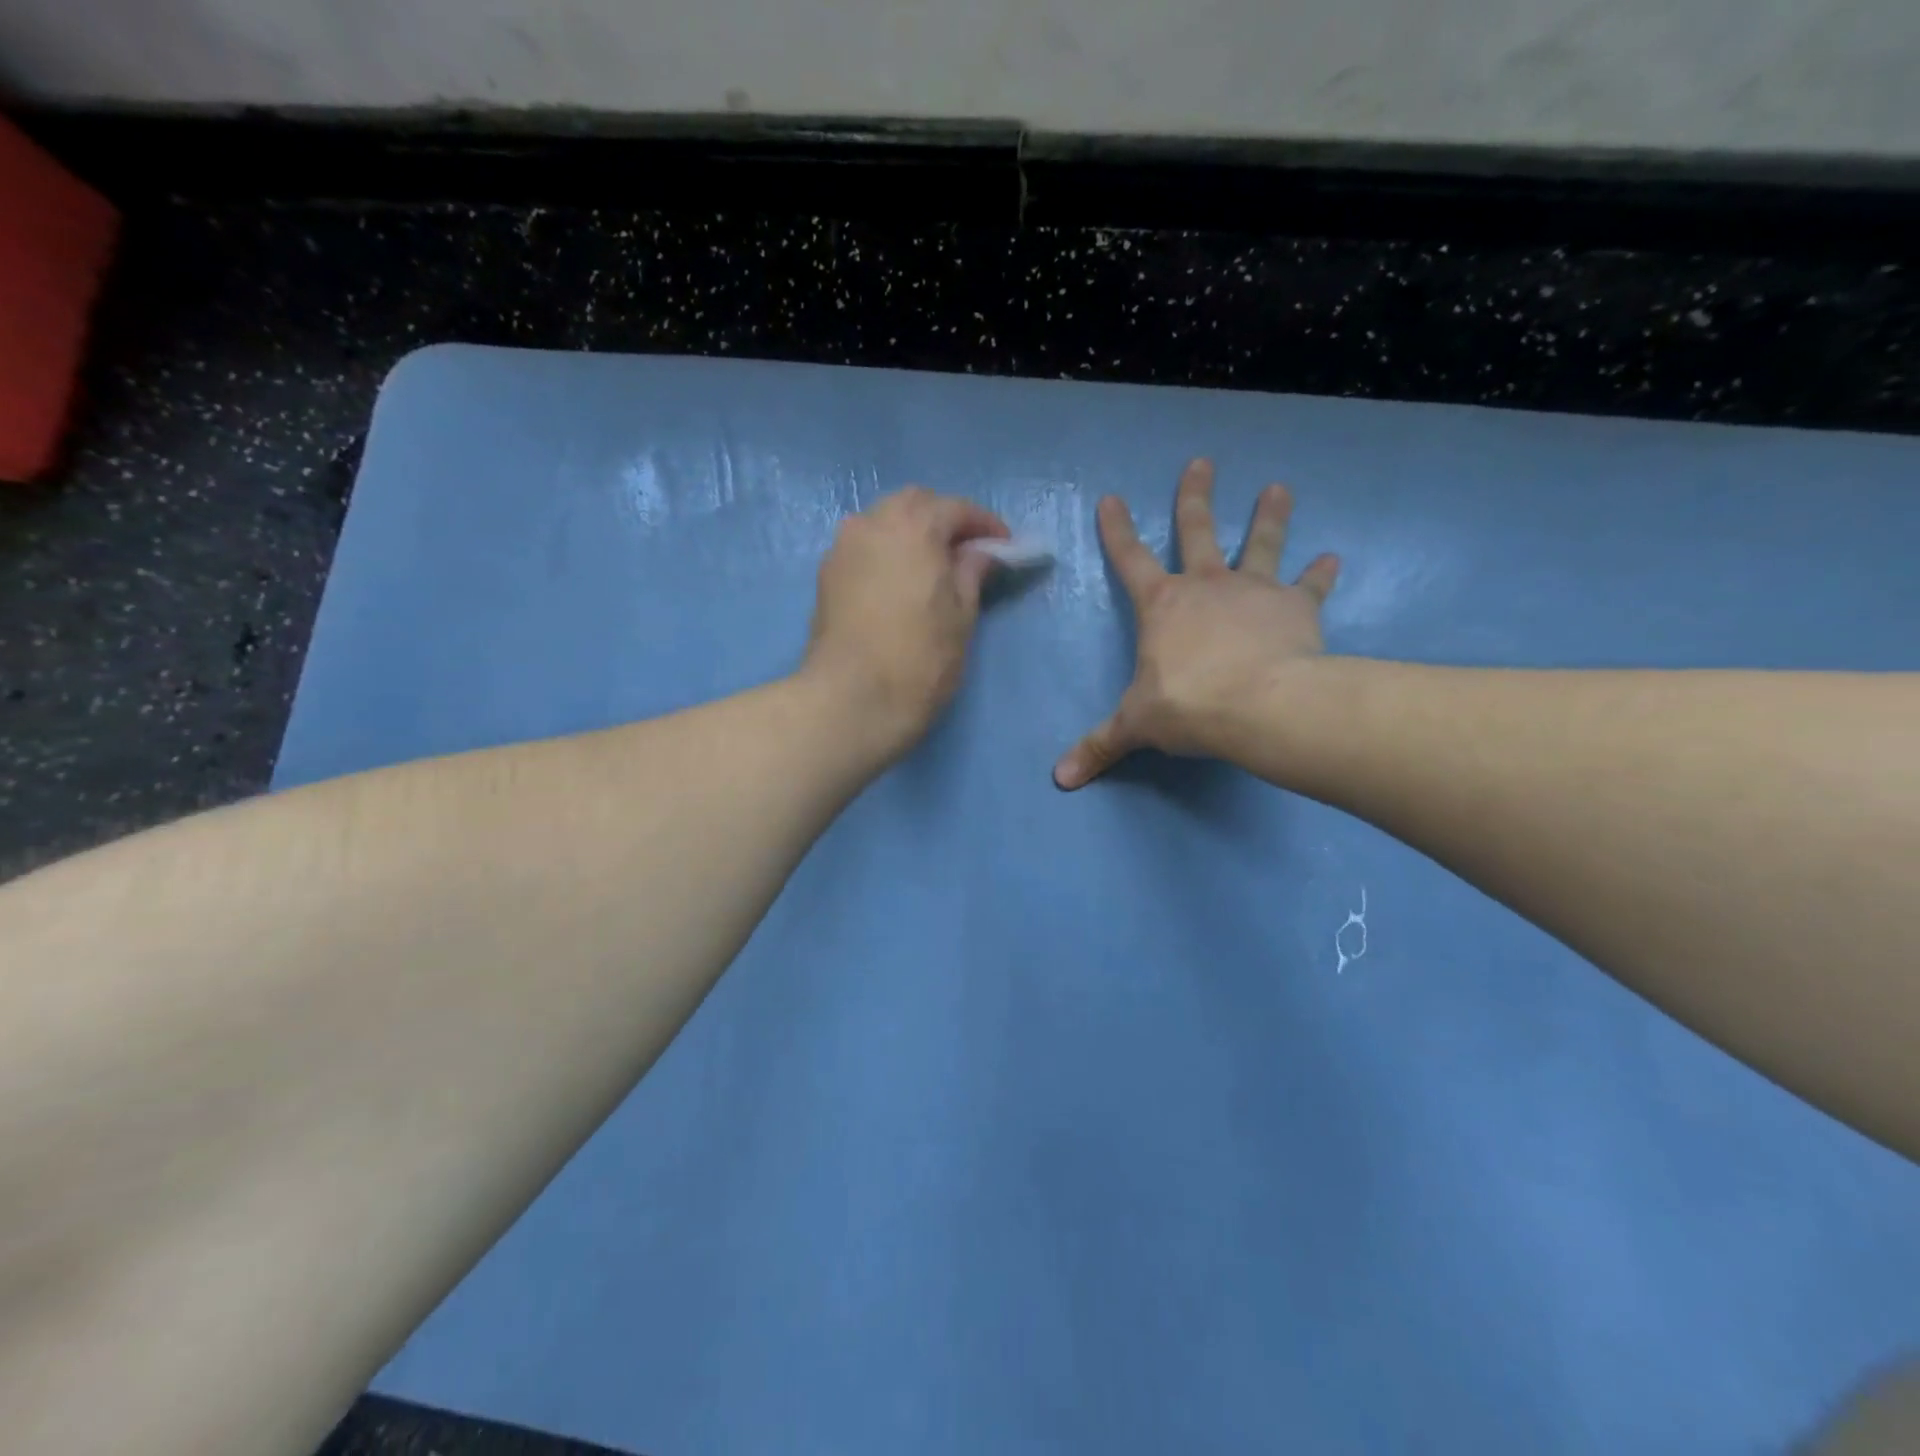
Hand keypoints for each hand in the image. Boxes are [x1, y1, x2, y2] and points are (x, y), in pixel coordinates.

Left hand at [804, 486, 1009, 759]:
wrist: (851, 699)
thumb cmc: (919, 658)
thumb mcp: (962, 616)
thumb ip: (973, 573)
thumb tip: (980, 553)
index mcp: (913, 525)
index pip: (955, 508)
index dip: (985, 525)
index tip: (1005, 546)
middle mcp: (871, 523)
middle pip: (914, 505)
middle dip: (944, 520)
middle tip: (968, 552)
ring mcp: (843, 547)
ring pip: (884, 522)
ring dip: (912, 533)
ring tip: (934, 566)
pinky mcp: (826, 575)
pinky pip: (865, 546)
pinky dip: (887, 551)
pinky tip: (901, 580)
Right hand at [1053, 459, 1339, 788]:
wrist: (1260, 705)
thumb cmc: (1188, 707)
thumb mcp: (1136, 726)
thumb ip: (1100, 746)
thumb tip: (1060, 780)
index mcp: (1162, 605)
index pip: (1130, 558)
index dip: (1117, 529)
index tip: (1111, 498)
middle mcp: (1206, 585)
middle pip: (1197, 531)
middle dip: (1195, 497)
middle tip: (1202, 462)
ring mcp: (1254, 590)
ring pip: (1261, 543)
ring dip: (1269, 516)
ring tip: (1278, 488)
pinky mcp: (1296, 607)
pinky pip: (1309, 586)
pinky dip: (1320, 574)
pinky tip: (1332, 559)